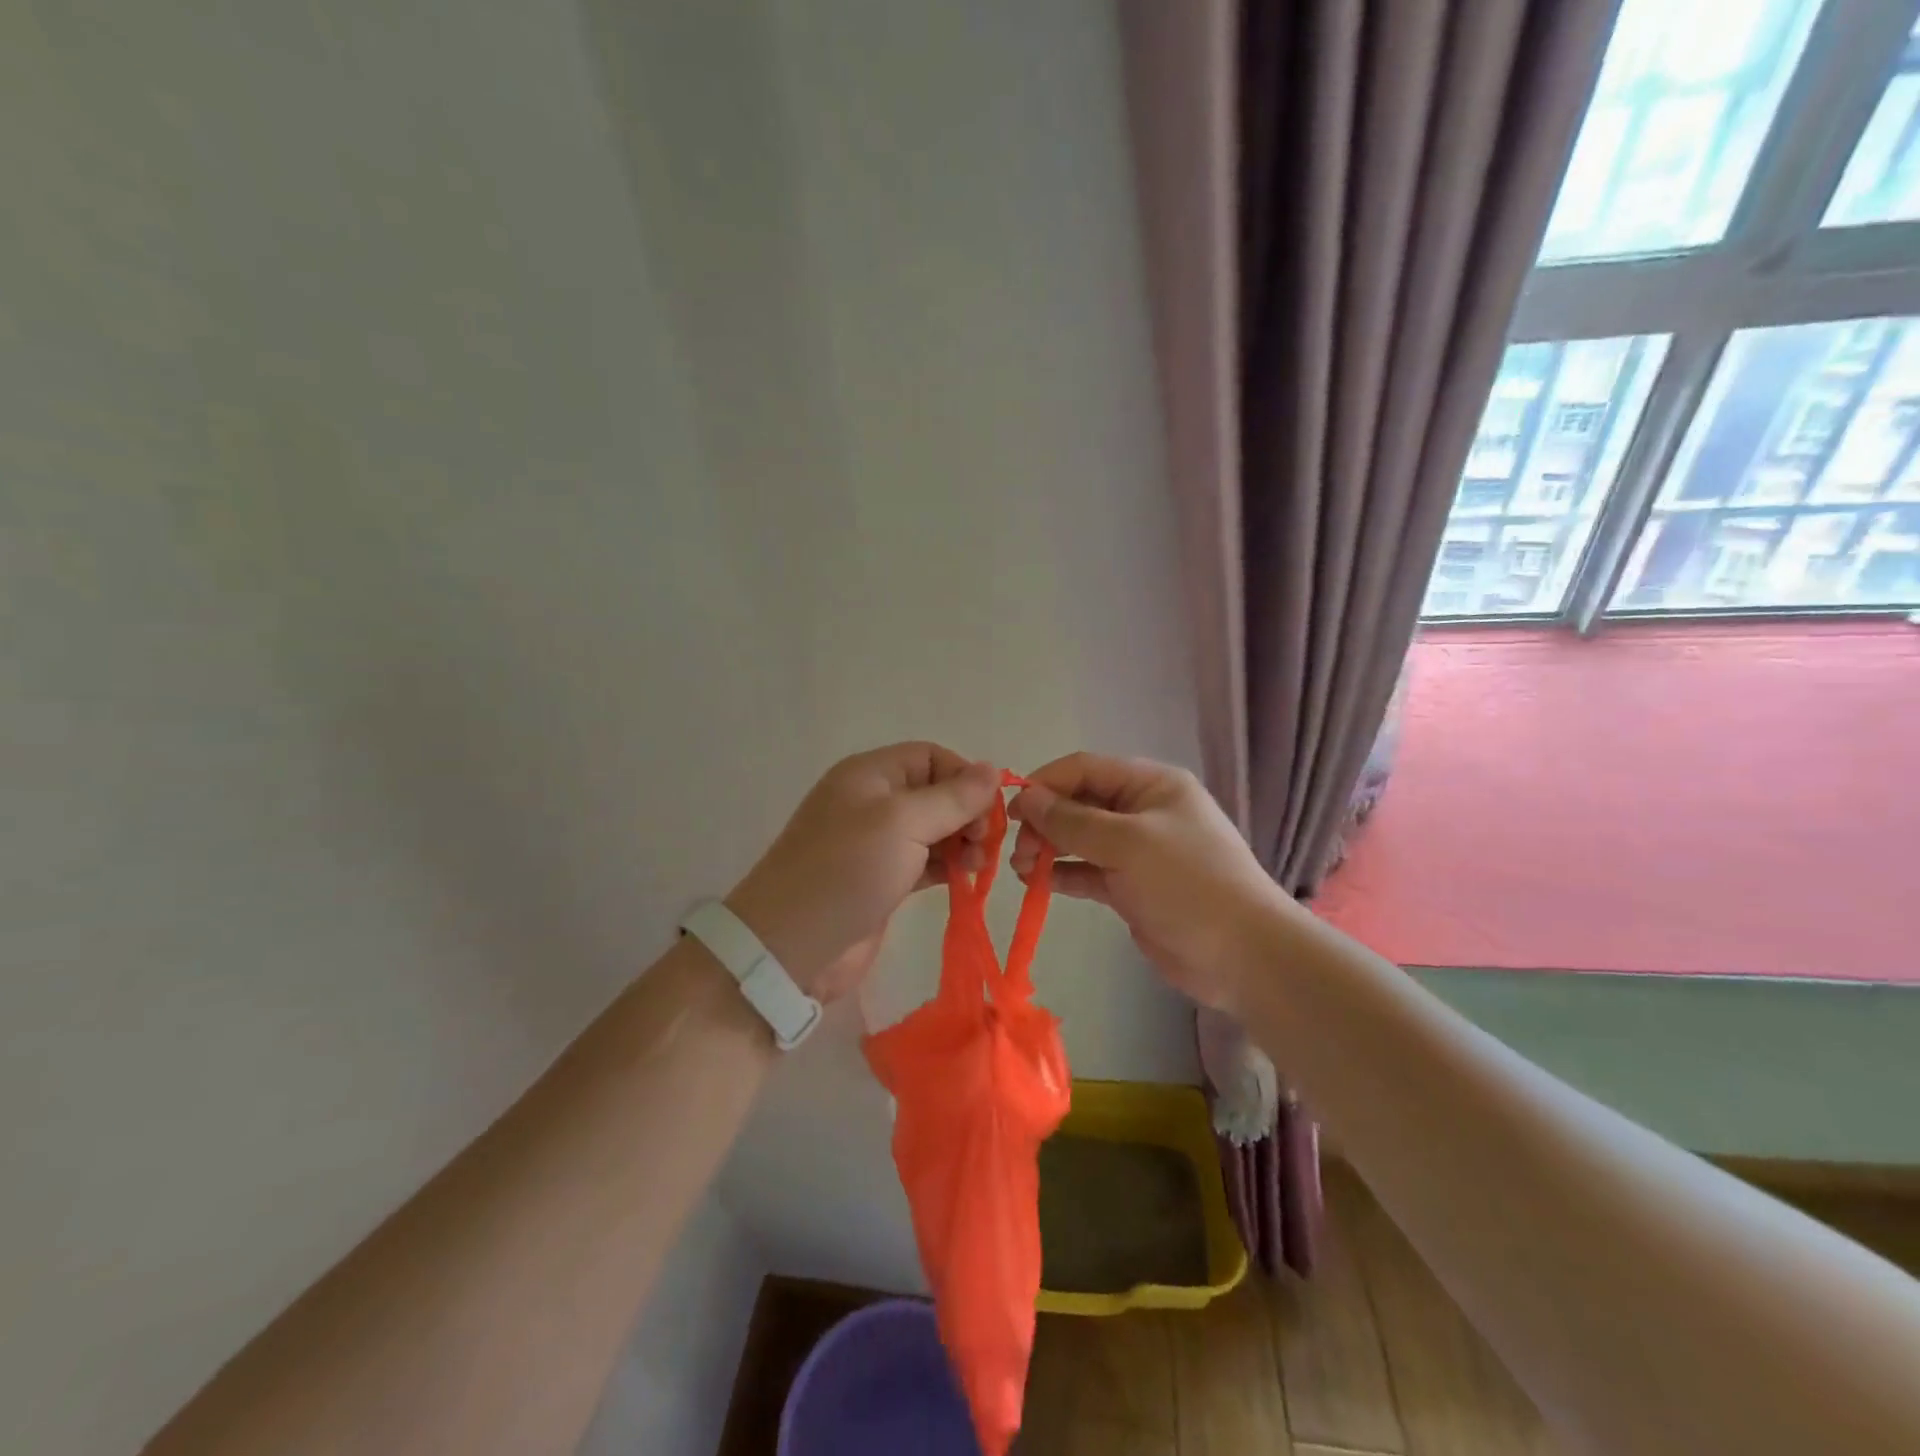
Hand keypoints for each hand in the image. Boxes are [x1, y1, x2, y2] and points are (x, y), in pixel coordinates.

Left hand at [726, 743, 1002, 1000]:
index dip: (964, 777)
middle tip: (985, 844)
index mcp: (870, 774)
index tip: (988, 812)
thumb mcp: (903, 822)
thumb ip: (952, 797)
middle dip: (967, 812)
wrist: (791, 946)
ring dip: (961, 841)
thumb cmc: (847, 870)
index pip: (930, 756)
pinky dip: (947, 865)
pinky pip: (924, 860)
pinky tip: (965, 878)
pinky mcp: (882, 879)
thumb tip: (993, 768)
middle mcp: (873, 801)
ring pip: (933, 829)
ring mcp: (876, 843)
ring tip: (978, 865)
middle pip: (935, 792)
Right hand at [1008, 753, 1293, 1011]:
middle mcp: (1142, 810)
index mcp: (1151, 784)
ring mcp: (1138, 850)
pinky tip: (1037, 883)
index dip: (1045, 784)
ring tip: (1021, 869)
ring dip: (1049, 848)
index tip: (1011, 810)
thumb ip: (1072, 821)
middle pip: (1080, 803)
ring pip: (1080, 838)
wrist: (1243, 955)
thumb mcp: (1128, 844)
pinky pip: (1088, 870)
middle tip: (1019, 849)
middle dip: (1045, 821)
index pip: (1085, 768)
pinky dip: (1063, 874)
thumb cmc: (1187, 883)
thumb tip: (1026, 797)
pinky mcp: (1132, 887)